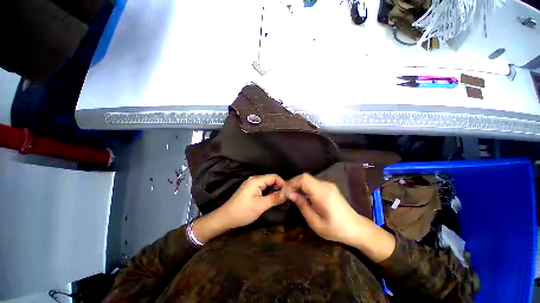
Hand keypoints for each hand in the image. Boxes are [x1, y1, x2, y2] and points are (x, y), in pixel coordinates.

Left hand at [193, 174, 285, 242]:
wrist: (226, 218)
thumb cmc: (243, 211)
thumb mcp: (260, 206)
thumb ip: (275, 198)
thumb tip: (288, 193)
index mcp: (256, 180)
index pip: (274, 176)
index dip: (282, 183)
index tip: (288, 192)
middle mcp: (254, 179)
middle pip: (271, 179)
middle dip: (279, 186)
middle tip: (285, 196)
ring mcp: (251, 184)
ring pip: (267, 183)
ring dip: (274, 189)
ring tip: (280, 198)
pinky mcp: (250, 189)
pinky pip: (263, 187)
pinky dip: (268, 191)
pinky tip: (271, 198)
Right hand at [284, 173, 395, 262]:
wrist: (356, 228)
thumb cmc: (335, 229)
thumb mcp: (315, 222)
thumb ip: (302, 205)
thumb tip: (290, 194)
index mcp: (322, 193)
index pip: (303, 179)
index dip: (292, 183)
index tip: (285, 192)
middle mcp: (325, 185)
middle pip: (305, 177)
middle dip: (294, 183)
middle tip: (287, 194)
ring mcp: (328, 185)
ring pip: (309, 179)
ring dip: (299, 184)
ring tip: (293, 195)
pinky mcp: (330, 187)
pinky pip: (314, 183)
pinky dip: (305, 186)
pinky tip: (304, 196)